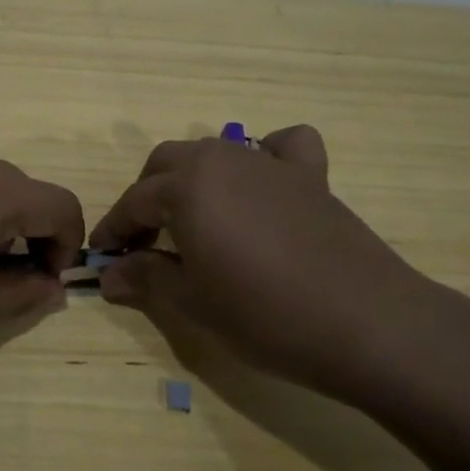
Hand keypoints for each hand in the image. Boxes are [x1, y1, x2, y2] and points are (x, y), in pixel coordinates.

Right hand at [89, 125, 438, 397]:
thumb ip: (146, 279)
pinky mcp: (312, 177)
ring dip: (193, 178)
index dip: (114, 229)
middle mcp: (223, 160)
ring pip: (215, 152)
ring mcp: (270, 164)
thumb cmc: (265, 315)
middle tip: (144, 240)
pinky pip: (283, 147)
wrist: (366, 323)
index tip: (103, 256)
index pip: (134, 201)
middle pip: (168, 163)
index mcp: (187, 186)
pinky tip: (263, 181)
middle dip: (147, 196)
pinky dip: (266, 154)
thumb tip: (109, 275)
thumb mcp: (194, 302)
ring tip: (193, 220)